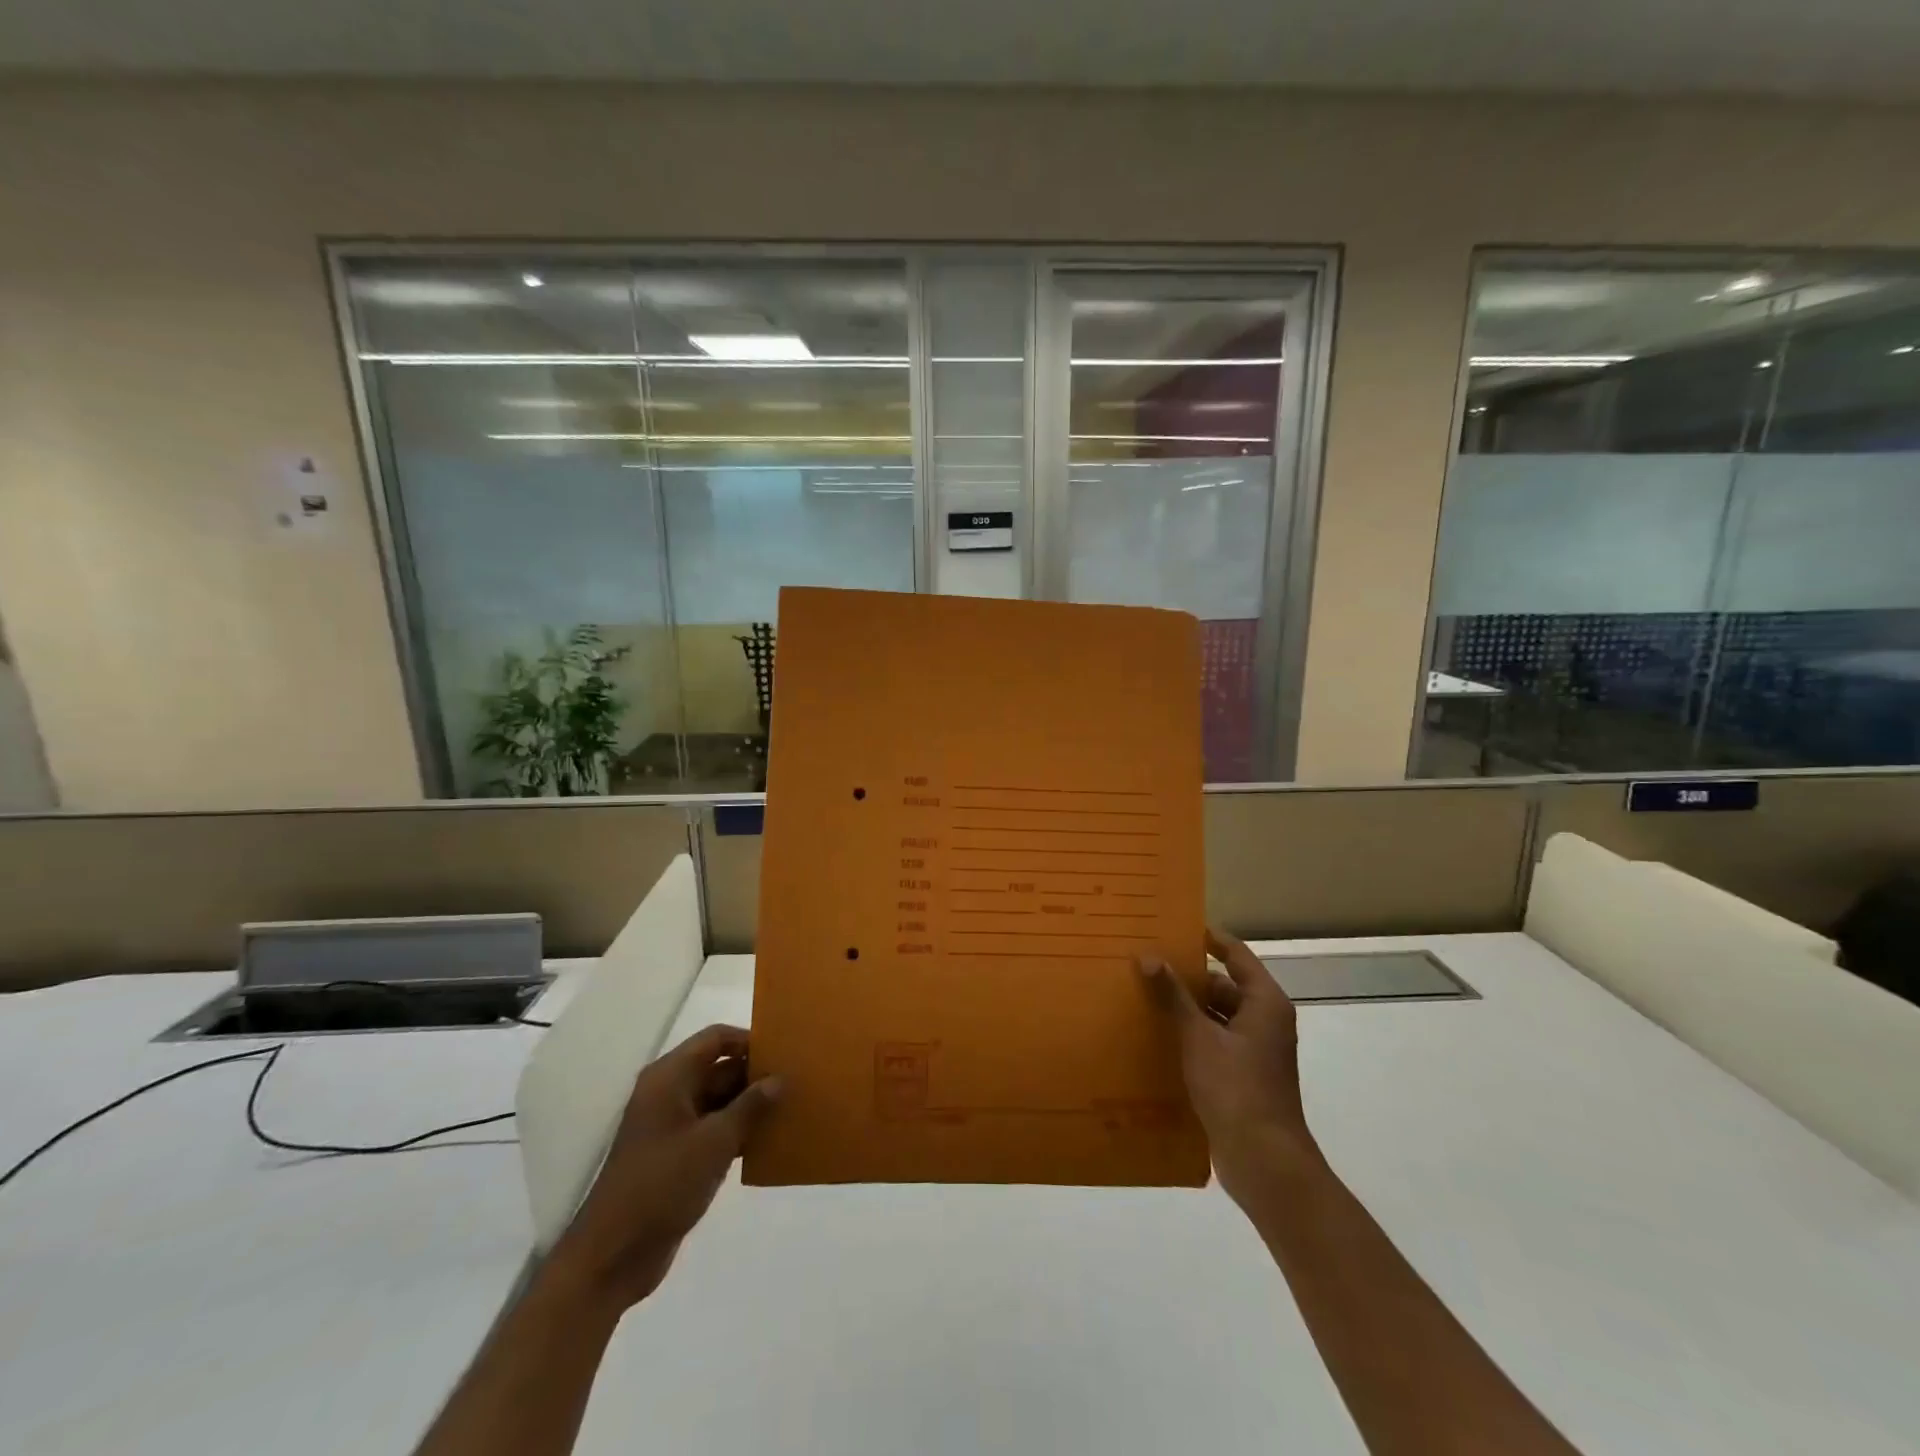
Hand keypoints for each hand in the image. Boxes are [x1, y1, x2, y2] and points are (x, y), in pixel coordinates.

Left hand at [546, 1025, 780, 1311]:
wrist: (612, 1256)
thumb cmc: (662, 1184)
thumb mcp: (714, 1142)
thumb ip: (750, 1106)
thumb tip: (779, 1079)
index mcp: (670, 1077)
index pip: (715, 1039)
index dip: (749, 1040)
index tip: (784, 1052)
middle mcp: (669, 1093)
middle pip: (718, 1068)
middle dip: (754, 1075)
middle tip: (796, 1081)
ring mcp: (671, 1126)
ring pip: (718, 1101)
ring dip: (750, 1105)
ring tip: (790, 1108)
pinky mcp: (676, 1156)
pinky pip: (713, 1130)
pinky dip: (738, 1132)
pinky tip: (769, 1141)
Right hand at [1140, 929, 1316, 1205]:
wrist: (1264, 1161)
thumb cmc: (1236, 1088)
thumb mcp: (1198, 1037)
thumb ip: (1173, 996)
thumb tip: (1148, 956)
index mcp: (1265, 1003)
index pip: (1236, 954)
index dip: (1208, 938)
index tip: (1175, 924)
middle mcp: (1265, 1021)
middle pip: (1224, 985)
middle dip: (1188, 976)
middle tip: (1148, 962)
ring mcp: (1255, 1051)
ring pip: (1216, 1016)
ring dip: (1186, 1008)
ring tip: (1144, 995)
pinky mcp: (1242, 1076)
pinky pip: (1213, 1042)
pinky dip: (1190, 1035)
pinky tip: (1156, 1035)